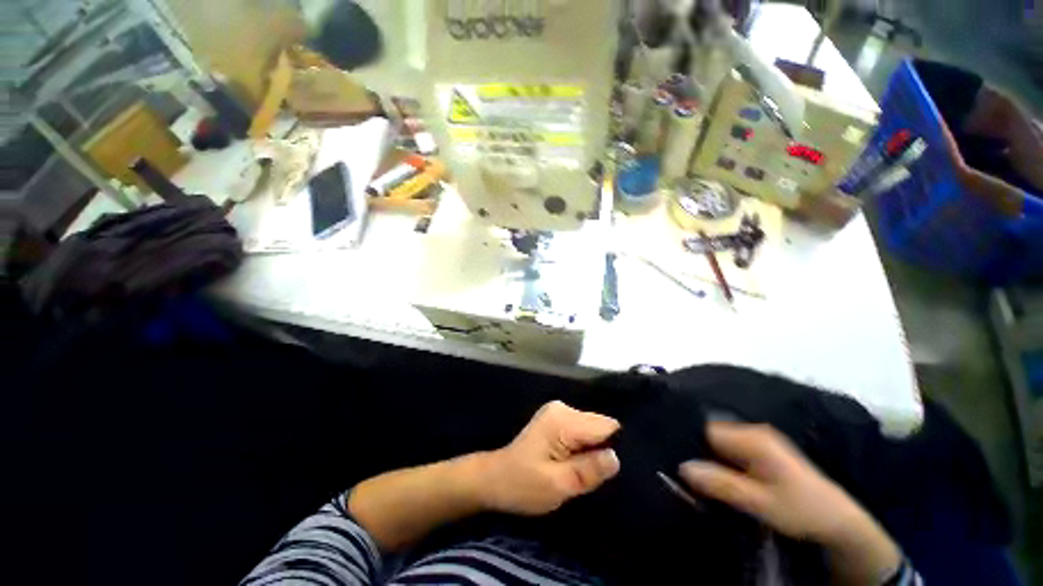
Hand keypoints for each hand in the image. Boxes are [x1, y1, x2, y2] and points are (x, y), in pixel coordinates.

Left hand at [480, 401, 620, 515]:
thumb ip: (588, 470)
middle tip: (590, 475)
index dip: (612, 448)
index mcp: (563, 420)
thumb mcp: (558, 485)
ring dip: (592, 450)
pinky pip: (582, 430)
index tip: (606, 471)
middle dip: (601, 449)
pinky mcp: (556, 419)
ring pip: (592, 429)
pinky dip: (583, 446)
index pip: (606, 426)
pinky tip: (574, 461)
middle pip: (599, 425)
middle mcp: (563, 408)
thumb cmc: (523, 484)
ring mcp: (558, 411)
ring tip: (581, 470)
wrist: (496, 478)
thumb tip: (616, 457)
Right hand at [678, 422, 900, 584]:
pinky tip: (722, 478)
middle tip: (691, 477)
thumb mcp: (760, 502)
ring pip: (720, 443)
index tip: (682, 465)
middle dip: (699, 452)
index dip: (691, 445)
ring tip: (704, 479)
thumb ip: (721, 484)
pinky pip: (731, 449)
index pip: (706, 430)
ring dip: (711, 459)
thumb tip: (682, 467)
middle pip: (712, 435)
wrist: (838, 519)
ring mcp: (759, 439)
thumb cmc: (799, 509)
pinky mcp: (763, 449)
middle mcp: (753, 431)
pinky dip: (723, 462)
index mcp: (753, 437)